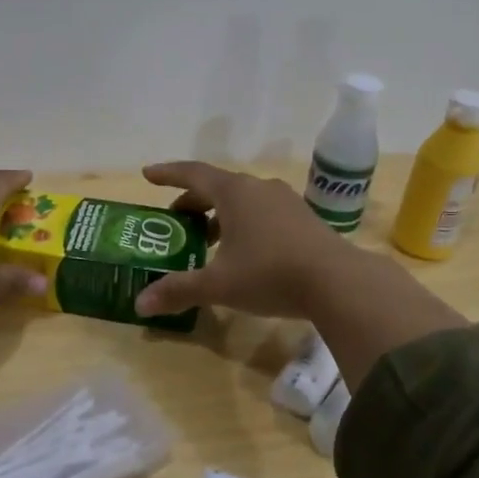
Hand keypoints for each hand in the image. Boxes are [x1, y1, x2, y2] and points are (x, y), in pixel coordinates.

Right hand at [134, 160, 352, 319]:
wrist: (338, 282)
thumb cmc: (269, 273)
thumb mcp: (218, 285)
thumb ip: (179, 290)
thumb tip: (140, 304)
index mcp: (234, 192)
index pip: (192, 173)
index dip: (168, 174)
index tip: (148, 174)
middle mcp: (259, 188)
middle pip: (217, 186)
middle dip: (192, 201)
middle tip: (175, 221)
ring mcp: (285, 201)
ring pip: (242, 200)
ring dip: (219, 215)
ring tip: (206, 241)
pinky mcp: (303, 219)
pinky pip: (262, 212)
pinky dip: (243, 224)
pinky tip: (243, 252)